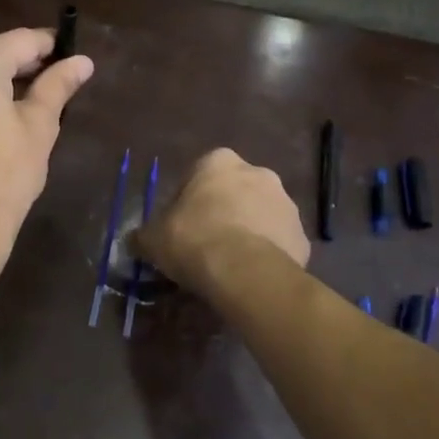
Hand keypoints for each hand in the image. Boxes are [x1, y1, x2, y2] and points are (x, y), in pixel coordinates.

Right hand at [138, 148, 309, 292]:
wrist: (245, 272)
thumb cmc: (194, 239)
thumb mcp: (153, 238)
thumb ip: (145, 235)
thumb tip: (136, 240)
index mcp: (219, 162)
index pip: (198, 175)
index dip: (187, 202)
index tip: (180, 227)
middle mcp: (258, 172)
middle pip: (233, 192)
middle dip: (222, 212)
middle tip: (206, 244)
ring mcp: (286, 203)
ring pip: (260, 215)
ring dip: (247, 231)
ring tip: (230, 265)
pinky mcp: (302, 236)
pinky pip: (279, 243)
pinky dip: (267, 255)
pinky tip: (251, 277)